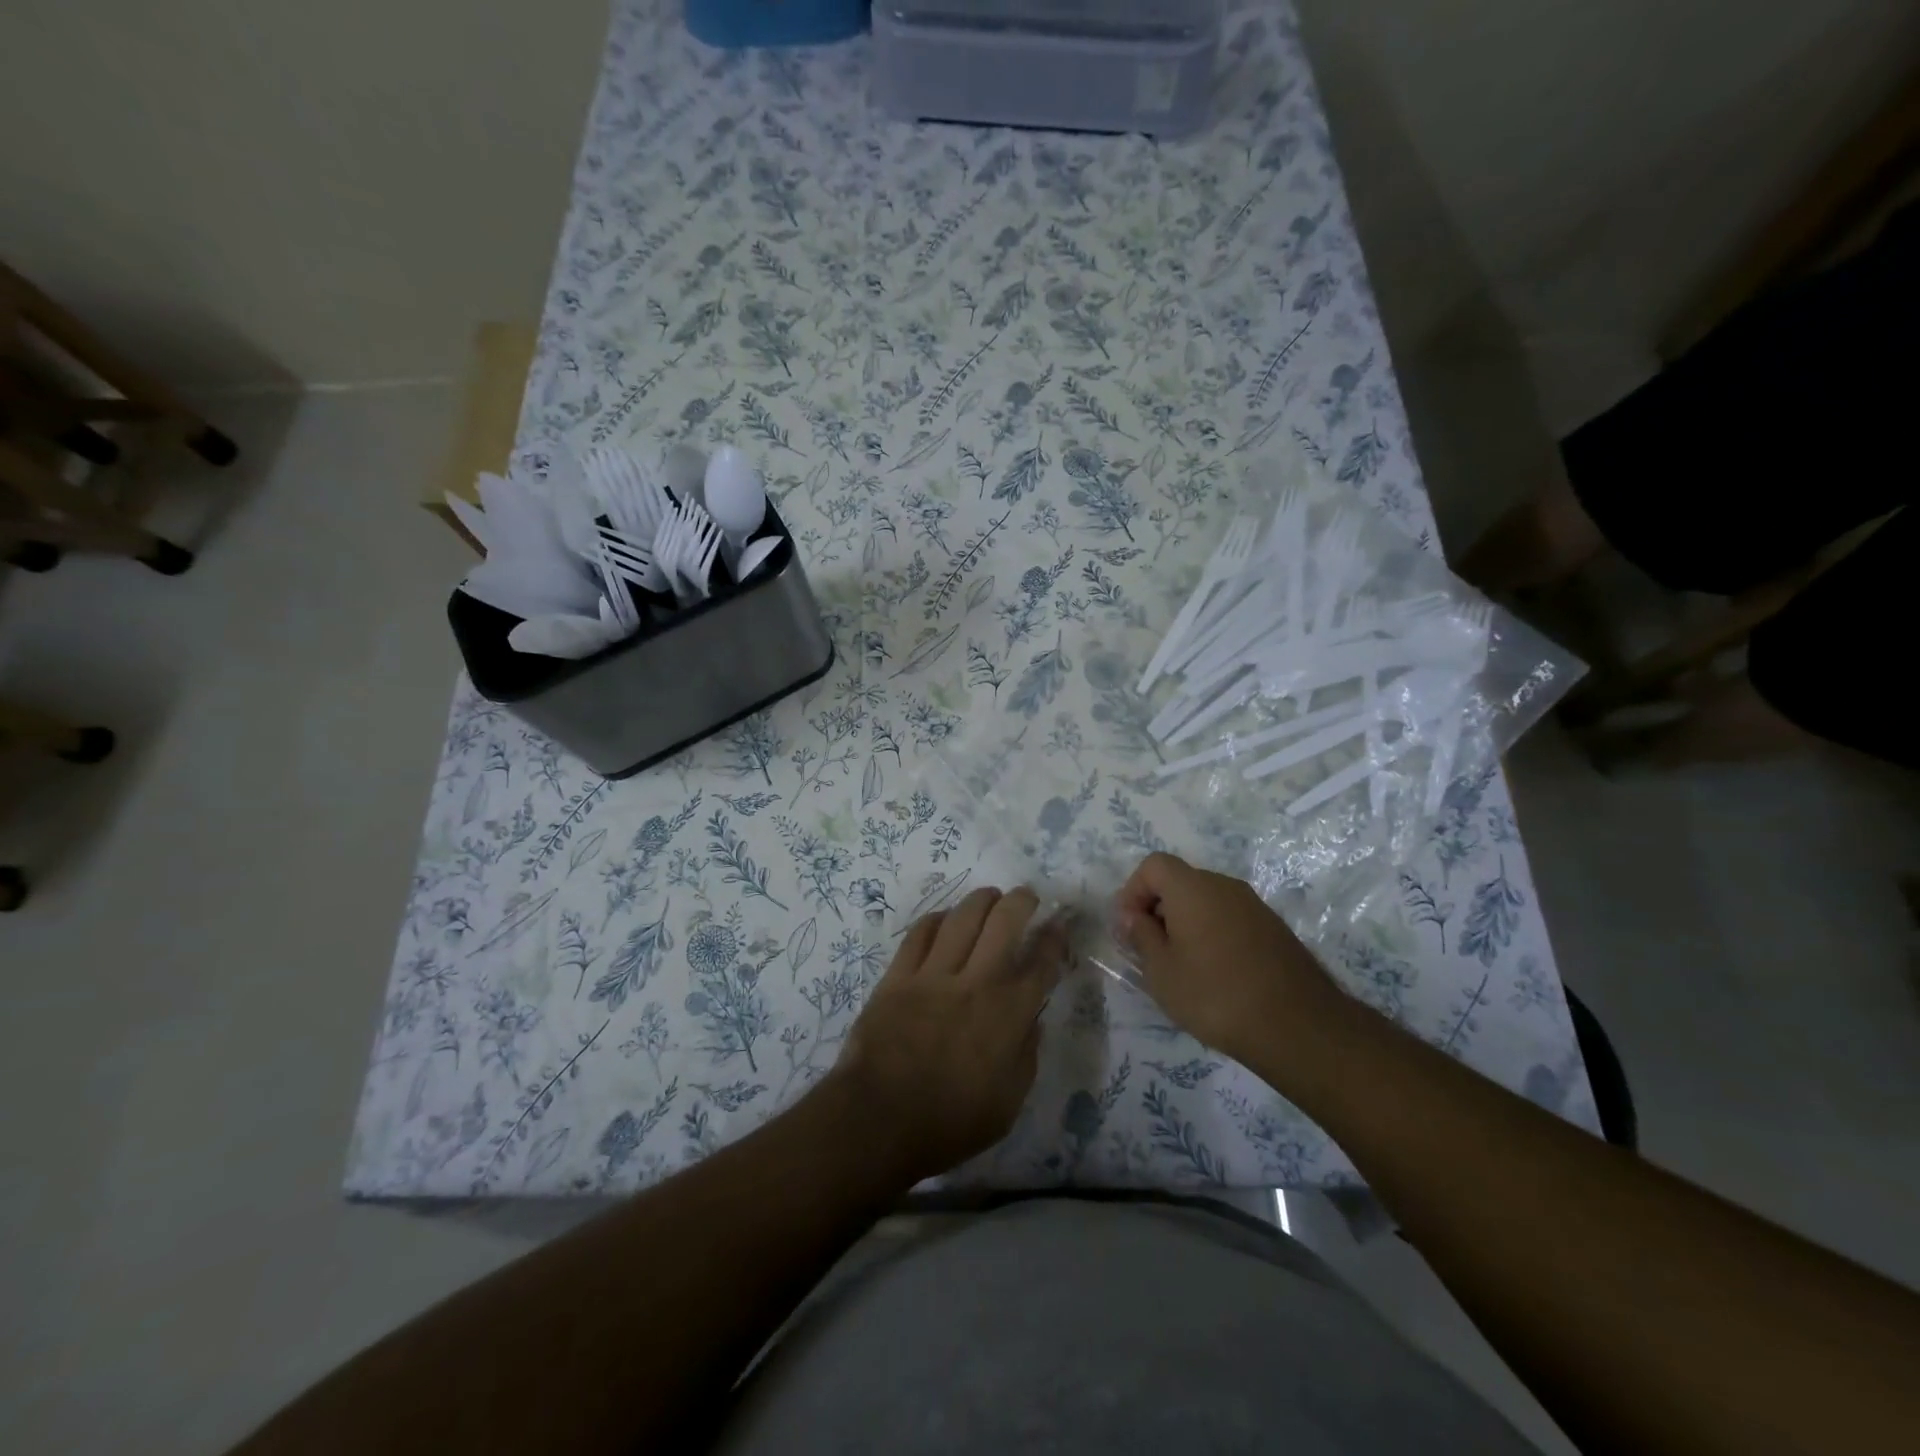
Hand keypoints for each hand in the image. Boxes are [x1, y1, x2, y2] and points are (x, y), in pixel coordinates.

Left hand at [830, 887, 1066, 1185]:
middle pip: (1005, 921)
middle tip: (1026, 897)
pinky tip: (945, 918)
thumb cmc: (951, 1122)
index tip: (1059, 926)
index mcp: (1009, 1014)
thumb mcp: (1008, 1103)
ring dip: (982, 900)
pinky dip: (937, 919)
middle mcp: (977, 982)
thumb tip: (1032, 1019)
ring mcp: (934, 974)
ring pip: (963, 917)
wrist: (879, 1120)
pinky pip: (920, 933)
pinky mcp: (898, 976)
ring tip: (990, 897)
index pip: (1042, 962)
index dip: (1055, 938)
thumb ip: (1026, 1055)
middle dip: (1022, 900)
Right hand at [1116, 852, 1343, 1072]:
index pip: (1153, 865)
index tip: (1129, 928)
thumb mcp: (1161, 971)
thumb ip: (1141, 935)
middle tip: (1150, 951)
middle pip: (1180, 881)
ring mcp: (1254, 906)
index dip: (1133, 891)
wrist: (1298, 1027)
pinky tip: (1215, 974)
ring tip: (1182, 966)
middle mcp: (1225, 886)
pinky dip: (1213, 934)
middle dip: (1158, 909)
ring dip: (1186, 923)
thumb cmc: (1215, 995)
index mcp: (1192, 888)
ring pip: (1207, 901)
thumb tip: (1133, 916)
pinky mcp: (1274, 929)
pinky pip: (1230, 919)